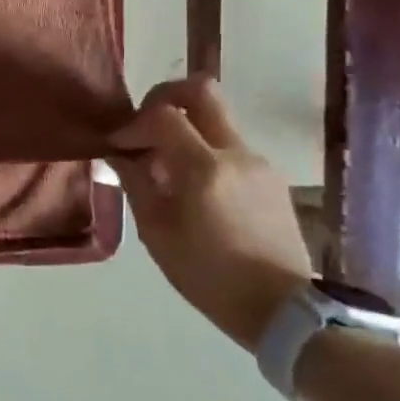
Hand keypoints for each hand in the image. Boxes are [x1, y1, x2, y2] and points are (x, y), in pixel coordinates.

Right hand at [111, 76, 312, 349]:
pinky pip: (229, 148)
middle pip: (201, 91)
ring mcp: (259, 163)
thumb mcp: (156, 232)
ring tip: (164, 169)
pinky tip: (193, 189)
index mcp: (204, 168)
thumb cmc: (207, 275)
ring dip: (184, 130)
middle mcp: (236, 153)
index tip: (117, 146)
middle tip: (144, 125)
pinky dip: (204, 152)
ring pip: (215, 121)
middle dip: (164, 97)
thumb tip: (119, 155)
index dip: (133, 124)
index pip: (163, 115)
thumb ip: (135, 183)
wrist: (282, 308)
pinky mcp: (271, 178)